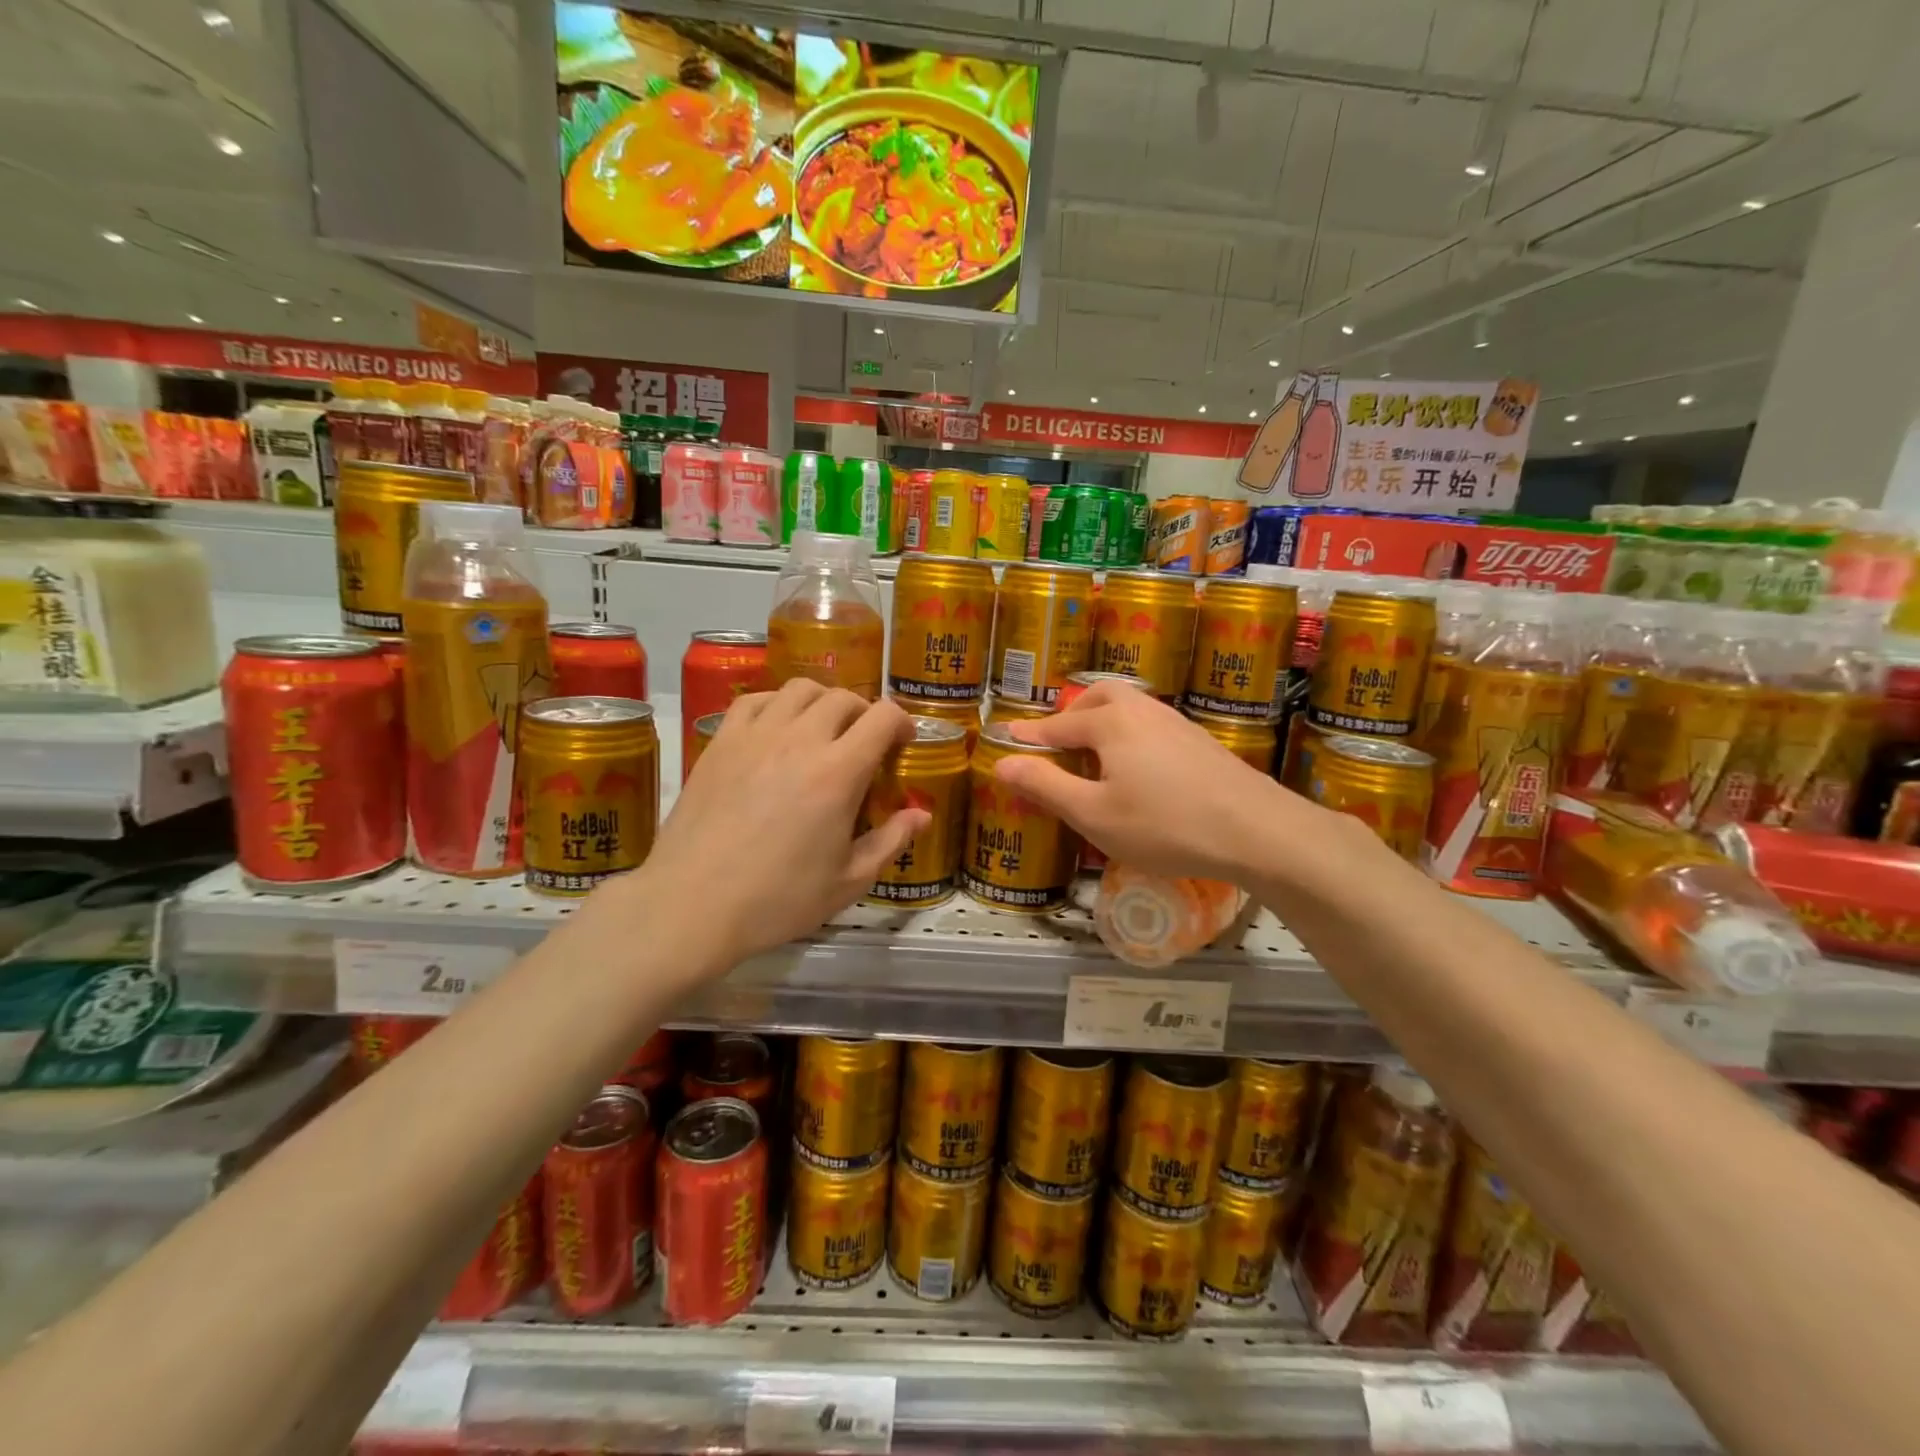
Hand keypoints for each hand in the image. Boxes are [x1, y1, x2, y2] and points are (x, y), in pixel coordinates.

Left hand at [618, 681, 926, 968]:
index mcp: (838, 773)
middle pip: (843, 698)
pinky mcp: (720, 742)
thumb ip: (890, 842)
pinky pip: (755, 700)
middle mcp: (799, 740)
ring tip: (823, 729)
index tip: (903, 743)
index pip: (882, 717)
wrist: (692, 905)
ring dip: (823, 702)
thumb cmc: (777, 900)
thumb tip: (922, 814)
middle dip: (865, 713)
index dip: (902, 722)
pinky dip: (777, 703)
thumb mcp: (848, 882)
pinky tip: (778, 728)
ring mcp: (755, 736)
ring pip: (800, 689)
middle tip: (865, 742)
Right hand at [996, 681, 1308, 884]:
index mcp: (1110, 723)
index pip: (1057, 725)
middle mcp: (1142, 710)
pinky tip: (1137, 766)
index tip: (1008, 740)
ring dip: (1102, 721)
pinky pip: (1150, 724)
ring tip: (1093, 754)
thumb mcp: (1094, 814)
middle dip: (1071, 715)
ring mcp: (1176, 722)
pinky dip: (1129, 733)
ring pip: (1129, 707)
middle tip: (1056, 743)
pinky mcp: (1199, 740)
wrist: (1257, 830)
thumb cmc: (1165, 825)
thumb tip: (1001, 762)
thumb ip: (1045, 786)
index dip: (1030, 737)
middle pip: (1098, 698)